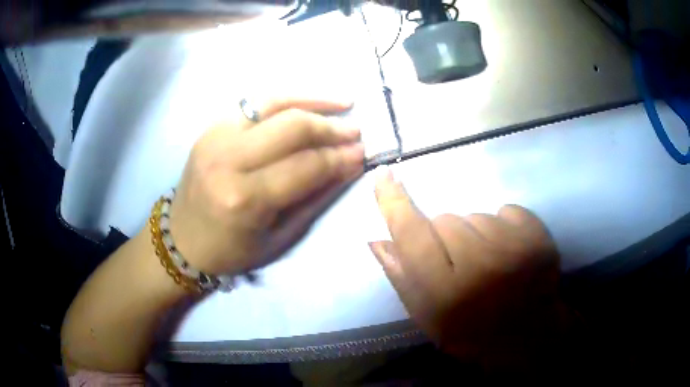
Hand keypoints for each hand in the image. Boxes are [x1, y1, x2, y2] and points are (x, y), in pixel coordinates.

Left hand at [169, 99, 363, 274]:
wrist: (182, 239)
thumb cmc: (230, 250)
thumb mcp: (278, 237)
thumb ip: (315, 198)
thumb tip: (348, 166)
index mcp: (244, 198)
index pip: (306, 165)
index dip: (340, 157)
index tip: (362, 154)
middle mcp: (228, 158)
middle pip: (292, 126)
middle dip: (331, 127)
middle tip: (355, 132)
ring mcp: (216, 136)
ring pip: (274, 102)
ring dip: (313, 100)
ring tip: (342, 102)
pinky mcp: (211, 127)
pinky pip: (255, 102)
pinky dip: (286, 99)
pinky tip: (307, 102)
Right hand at [369, 167, 567, 360]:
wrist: (528, 336)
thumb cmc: (472, 334)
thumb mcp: (428, 318)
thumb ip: (402, 279)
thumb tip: (377, 240)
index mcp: (446, 292)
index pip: (412, 235)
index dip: (394, 203)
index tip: (384, 175)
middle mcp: (480, 265)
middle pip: (444, 220)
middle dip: (443, 237)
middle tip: (457, 263)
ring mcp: (513, 248)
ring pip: (475, 215)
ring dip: (474, 234)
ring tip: (487, 261)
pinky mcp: (537, 236)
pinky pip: (506, 211)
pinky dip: (502, 226)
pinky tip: (508, 251)